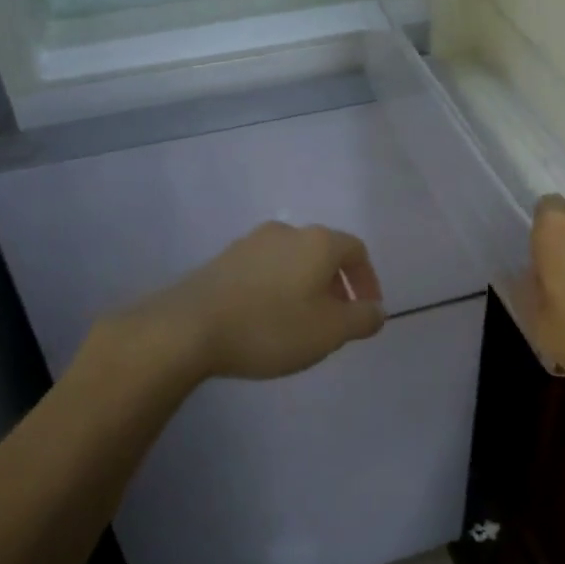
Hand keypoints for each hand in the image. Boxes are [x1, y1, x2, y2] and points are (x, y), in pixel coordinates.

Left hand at [132, 222, 386, 381]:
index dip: (367, 280)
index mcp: (317, 242)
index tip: (365, 311)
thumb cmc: (270, 326)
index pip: (356, 250)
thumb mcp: (329, 331)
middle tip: (335, 321)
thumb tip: (376, 310)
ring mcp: (250, 243)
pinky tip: (265, 320)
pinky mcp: (223, 260)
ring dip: (304, 288)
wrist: (188, 327)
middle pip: (323, 253)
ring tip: (300, 325)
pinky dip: (276, 290)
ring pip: (292, 261)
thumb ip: (361, 319)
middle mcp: (286, 232)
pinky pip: (263, 270)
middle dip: (335, 286)